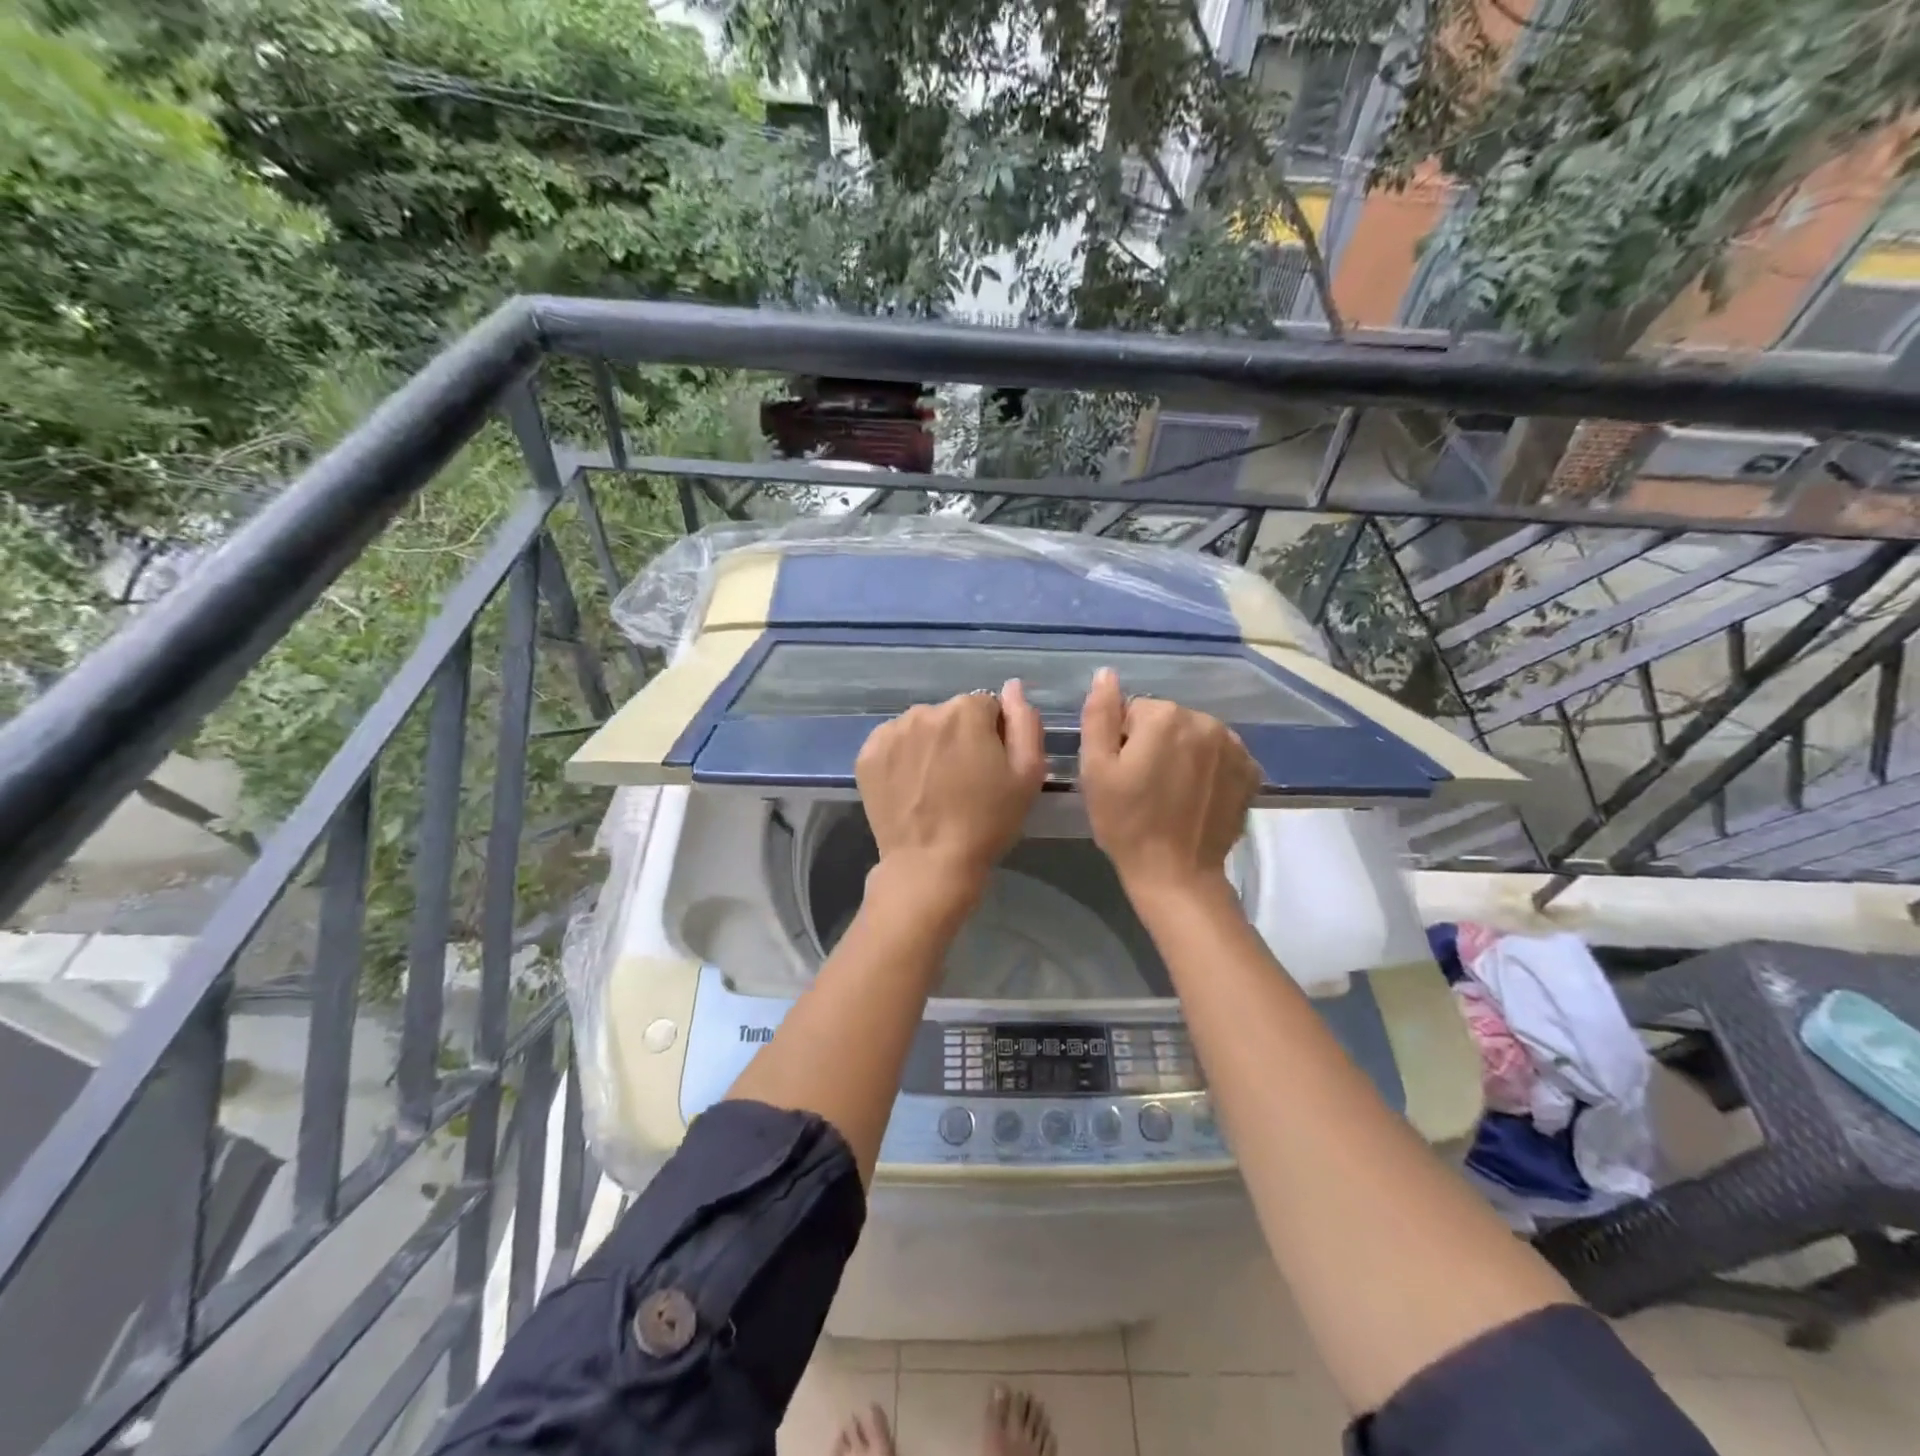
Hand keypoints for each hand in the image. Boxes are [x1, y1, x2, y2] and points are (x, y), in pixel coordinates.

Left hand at [855, 680, 1045, 895]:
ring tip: (935, 785)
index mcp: (966, 711)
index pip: (987, 707)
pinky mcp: (867, 755)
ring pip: (920, 727)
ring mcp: (891, 732)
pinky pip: (892, 743)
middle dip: (959, 737)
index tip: (990, 767)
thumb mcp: (1028, 774)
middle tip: (963, 780)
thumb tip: (1012, 687)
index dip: (993, 736)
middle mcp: (925, 711)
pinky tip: (911, 787)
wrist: (931, 864)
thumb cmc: (987, 821)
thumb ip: (1025, 722)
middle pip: (951, 714)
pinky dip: (902, 758)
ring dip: (929, 745)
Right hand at [1078, 667, 1259, 898]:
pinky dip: (1209, 769)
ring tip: (1171, 793)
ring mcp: (1234, 746)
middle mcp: (1205, 721)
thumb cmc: (1126, 822)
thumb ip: (1099, 715)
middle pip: (1167, 720)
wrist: (1176, 873)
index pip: (1133, 711)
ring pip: (1195, 736)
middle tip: (1144, 786)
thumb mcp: (1096, 769)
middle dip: (1154, 744)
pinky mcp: (1251, 771)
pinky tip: (1197, 797)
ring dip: (1183, 754)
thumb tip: (1106, 674)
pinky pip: (1221, 755)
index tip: (1122, 774)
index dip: (1122, 741)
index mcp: (1164, 717)